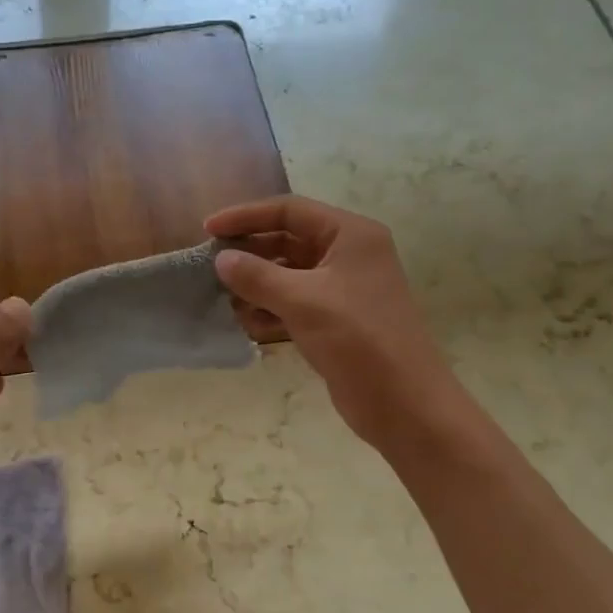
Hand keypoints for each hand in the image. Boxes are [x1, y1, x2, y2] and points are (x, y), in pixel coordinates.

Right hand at [207, 196, 456, 450]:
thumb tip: (221, 259)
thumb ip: (257, 276)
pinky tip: (247, 323)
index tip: (208, 229)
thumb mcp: (302, 301)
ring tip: (225, 298)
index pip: (290, 211)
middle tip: (211, 266)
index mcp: (350, 235)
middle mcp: (348, 255)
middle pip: (287, 240)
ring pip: (288, 274)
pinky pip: (294, 302)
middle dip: (250, 253)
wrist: (403, 402)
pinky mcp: (335, 320)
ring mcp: (343, 289)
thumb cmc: (357, 338)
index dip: (246, 216)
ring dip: (256, 284)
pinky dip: (270, 309)